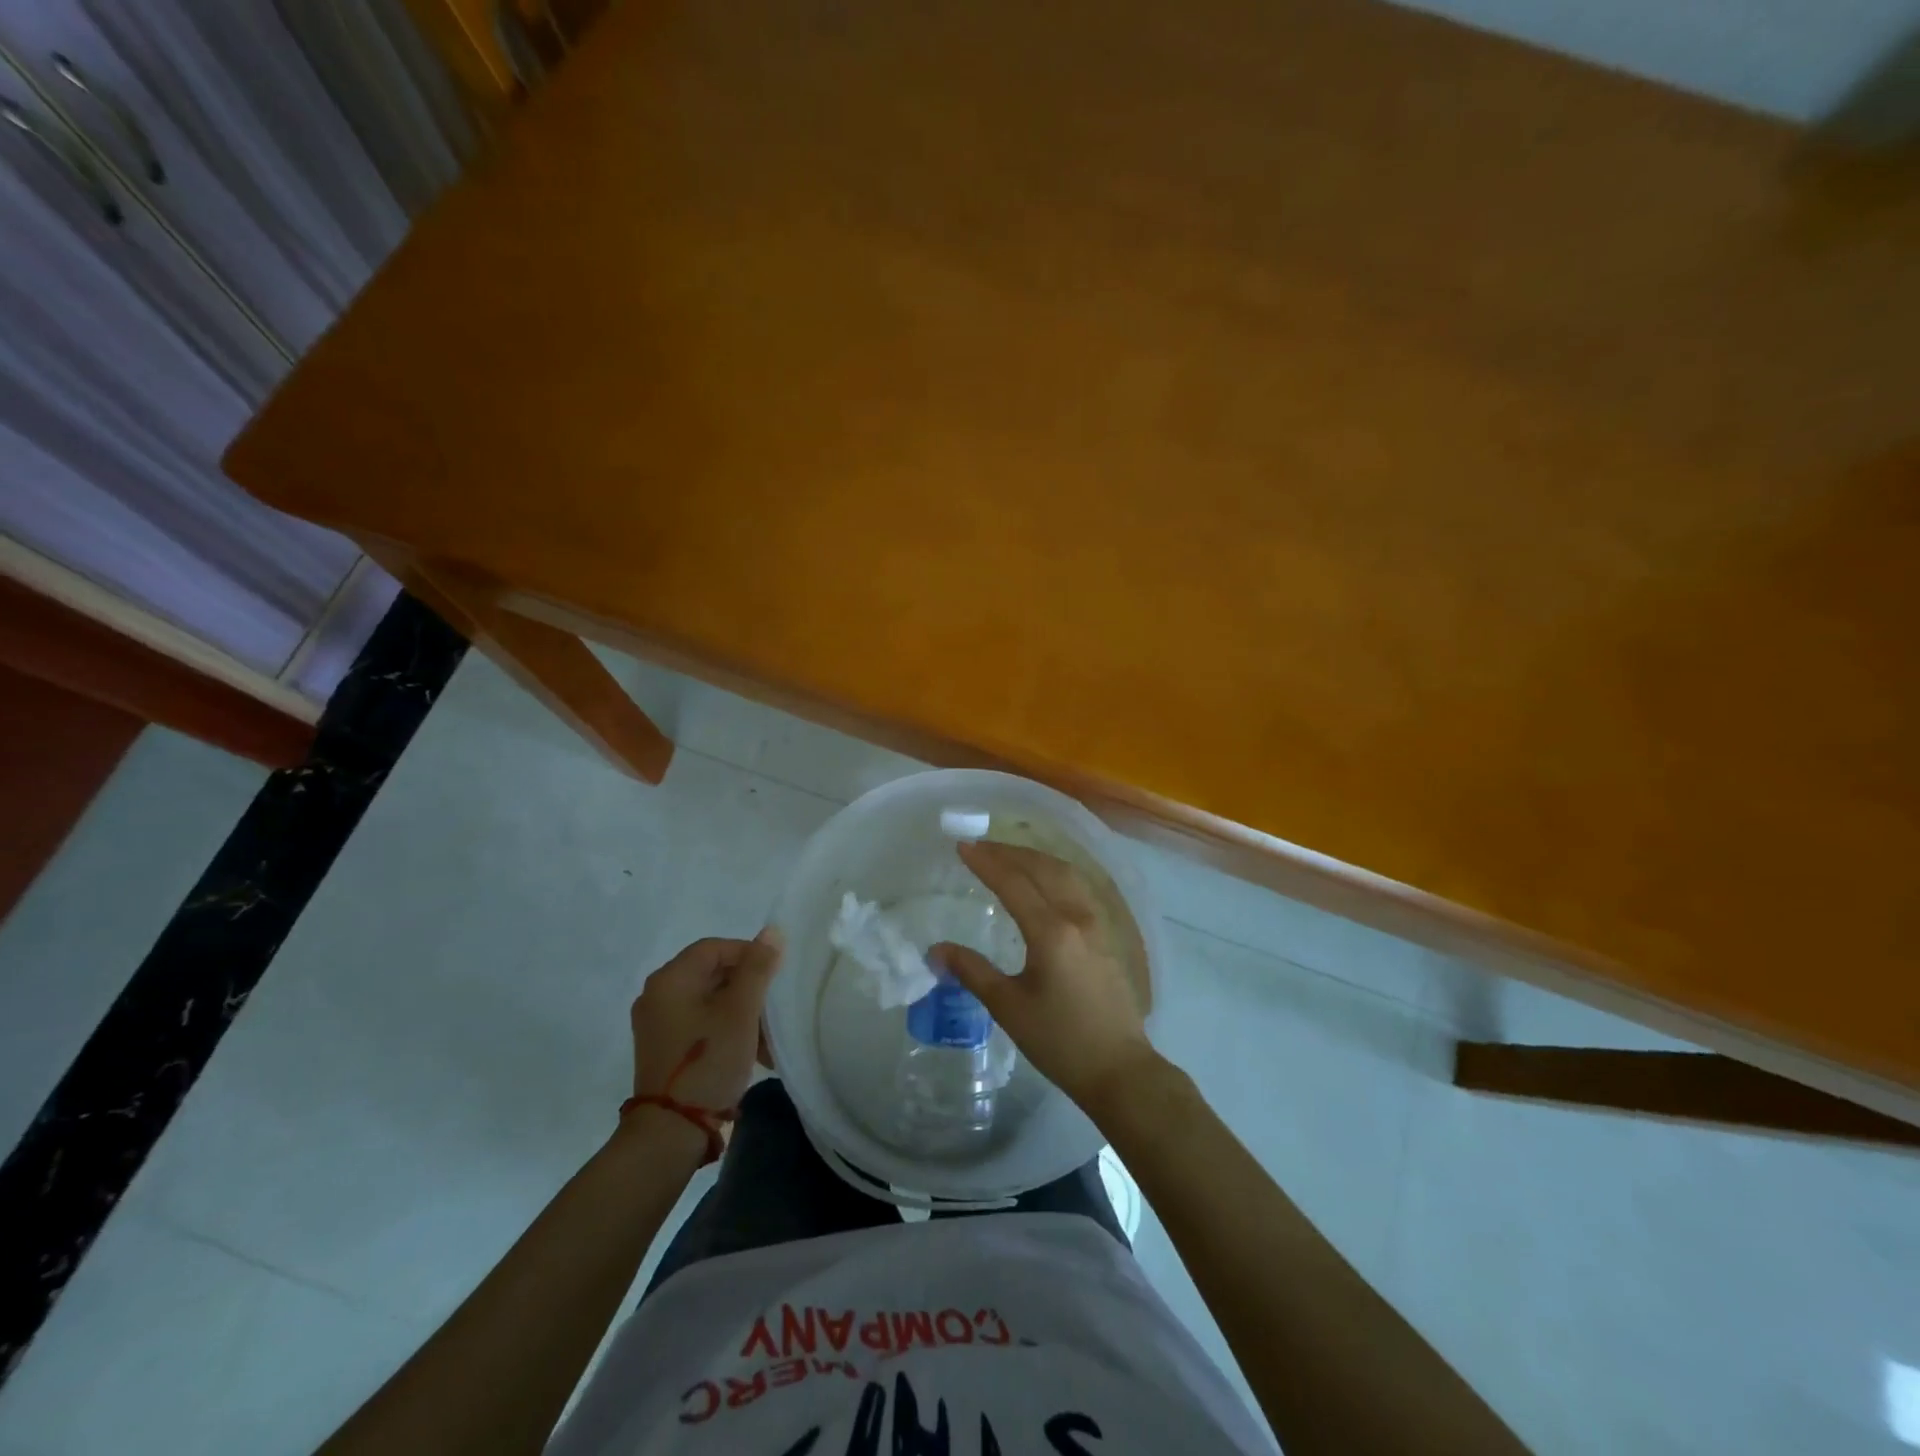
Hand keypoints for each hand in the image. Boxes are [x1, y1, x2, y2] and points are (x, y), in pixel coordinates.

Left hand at [630, 931, 782, 1112]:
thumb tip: (772, 931)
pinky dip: (726, 1029)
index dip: (749, 954)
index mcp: (670, 979)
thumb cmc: (708, 1061)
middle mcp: (658, 995)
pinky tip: (751, 1052)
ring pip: (710, 1001)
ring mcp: (658, 1024)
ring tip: (768, 1038)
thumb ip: (757, 968)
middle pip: (712, 974)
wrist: (671, 1132)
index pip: (715, 947)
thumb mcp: (741, 1011)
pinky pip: (701, 1024)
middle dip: (749, 988)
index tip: (775, 976)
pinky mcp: (664, 1048)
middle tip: (774, 1009)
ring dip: (742, 1013)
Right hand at [933, 842, 1157, 1115]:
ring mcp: (1098, 924)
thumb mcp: (1009, 1007)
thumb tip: (936, 950)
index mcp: (1052, 932)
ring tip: (1008, 856)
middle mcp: (1077, 917)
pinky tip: (1045, 880)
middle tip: (980, 847)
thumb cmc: (1060, 1042)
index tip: (962, 847)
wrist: (1119, 1070)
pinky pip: (1079, 887)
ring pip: (1066, 873)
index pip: (1014, 883)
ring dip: (1035, 858)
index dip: (986, 863)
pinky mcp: (1108, 935)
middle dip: (1009, 853)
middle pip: (1042, 869)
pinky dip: (1056, 872)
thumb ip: (973, 972)